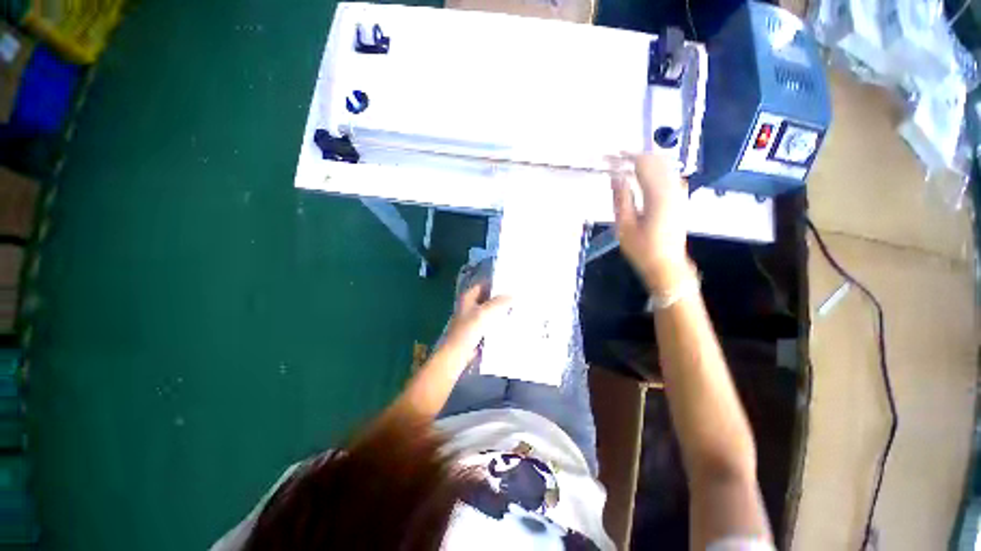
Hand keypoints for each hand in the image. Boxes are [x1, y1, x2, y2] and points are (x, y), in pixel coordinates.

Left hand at [441, 282, 511, 364]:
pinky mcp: (476, 330)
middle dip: (501, 298)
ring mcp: (472, 318)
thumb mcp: (485, 312)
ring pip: (490, 310)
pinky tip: (509, 322)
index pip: (485, 284)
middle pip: (488, 298)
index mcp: (468, 297)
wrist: (457, 353)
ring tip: (517, 308)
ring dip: (500, 310)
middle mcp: (470, 305)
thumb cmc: (468, 329)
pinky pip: (490, 322)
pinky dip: (498, 322)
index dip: (497, 284)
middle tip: (518, 296)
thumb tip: (513, 295)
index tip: (512, 284)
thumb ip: (499, 302)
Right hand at [611, 154, 692, 293]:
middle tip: (616, 158)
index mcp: (658, 196)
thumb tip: (616, 177)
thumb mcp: (624, 226)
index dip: (626, 157)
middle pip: (657, 160)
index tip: (610, 156)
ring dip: (646, 160)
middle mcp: (673, 190)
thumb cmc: (642, 249)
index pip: (643, 165)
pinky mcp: (681, 198)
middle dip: (636, 155)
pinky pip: (670, 174)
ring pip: (665, 165)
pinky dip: (656, 169)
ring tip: (626, 164)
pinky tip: (644, 174)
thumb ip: (621, 199)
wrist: (666, 264)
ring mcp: (680, 193)